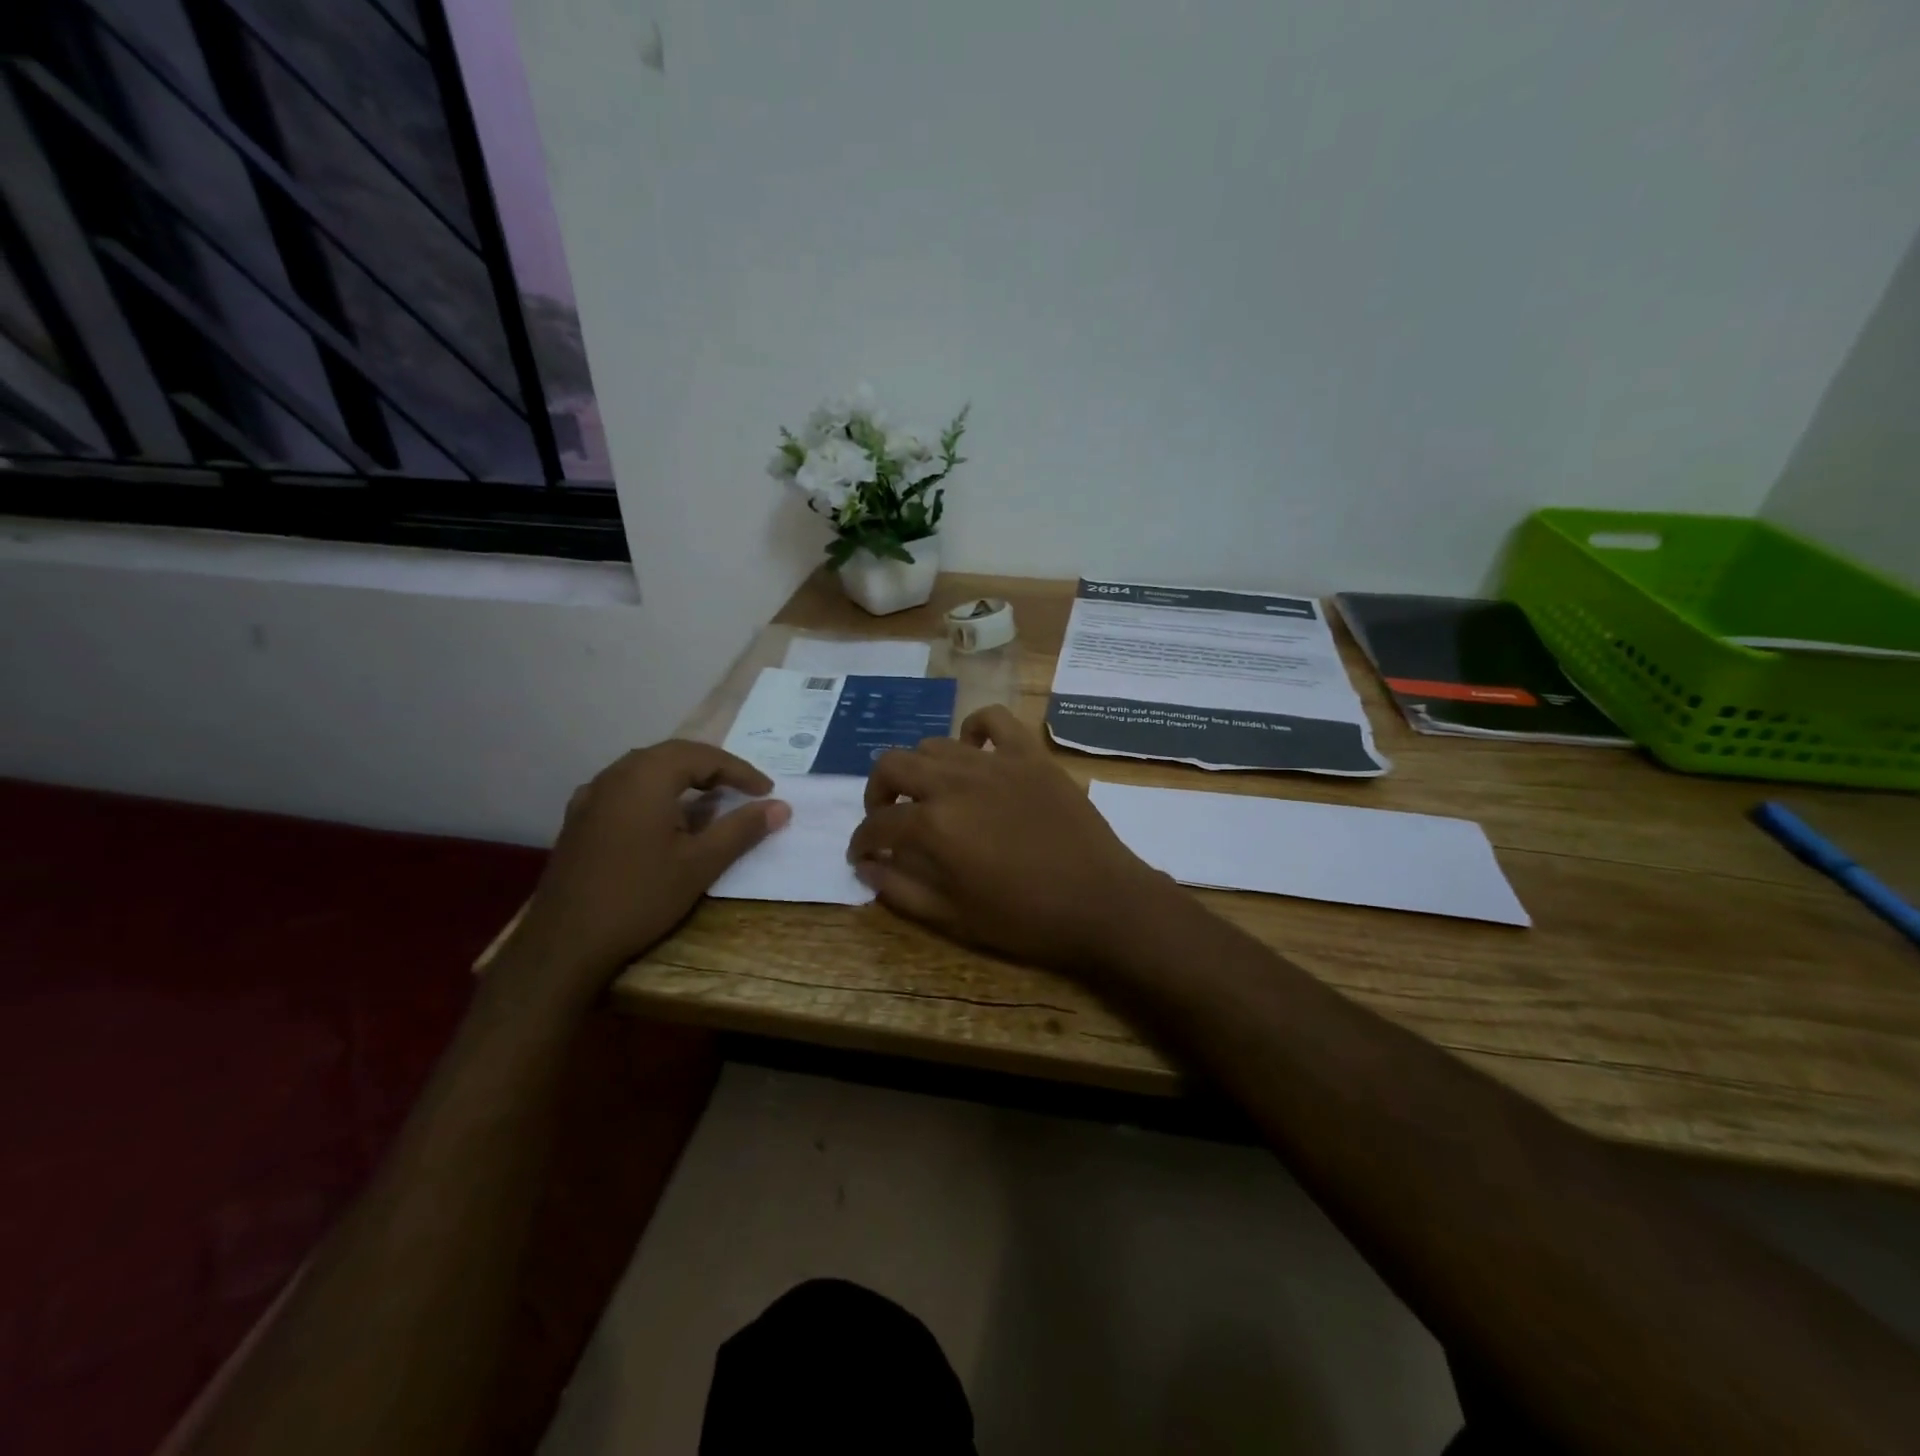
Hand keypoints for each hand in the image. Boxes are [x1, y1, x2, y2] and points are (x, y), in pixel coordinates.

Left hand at [502, 741, 788, 1006]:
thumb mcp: (701, 864)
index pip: (703, 756)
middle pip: (673, 755)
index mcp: (646, 777)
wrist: (565, 943)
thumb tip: (780, 806)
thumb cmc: (640, 897)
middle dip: (713, 768)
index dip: (740, 771)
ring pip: (646, 769)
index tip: (767, 792)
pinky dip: (656, 793)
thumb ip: (742, 829)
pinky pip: (626, 789)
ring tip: (711, 801)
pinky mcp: (579, 819)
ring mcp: (591, 796)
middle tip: (744, 789)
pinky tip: (664, 819)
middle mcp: (615, 775)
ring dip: (683, 778)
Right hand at [848, 707, 1187, 972]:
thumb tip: (865, 867)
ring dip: (920, 768)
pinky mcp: (1029, 754)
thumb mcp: (954, 917)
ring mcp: (995, 762)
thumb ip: (901, 889)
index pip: (878, 825)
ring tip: (930, 793)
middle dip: (878, 792)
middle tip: (888, 817)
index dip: (862, 841)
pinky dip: (974, 730)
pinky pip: (993, 720)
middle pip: (893, 765)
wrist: (1101, 901)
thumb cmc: (1026, 919)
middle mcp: (955, 782)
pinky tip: (972, 752)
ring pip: (934, 743)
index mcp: (934, 826)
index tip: (862, 854)